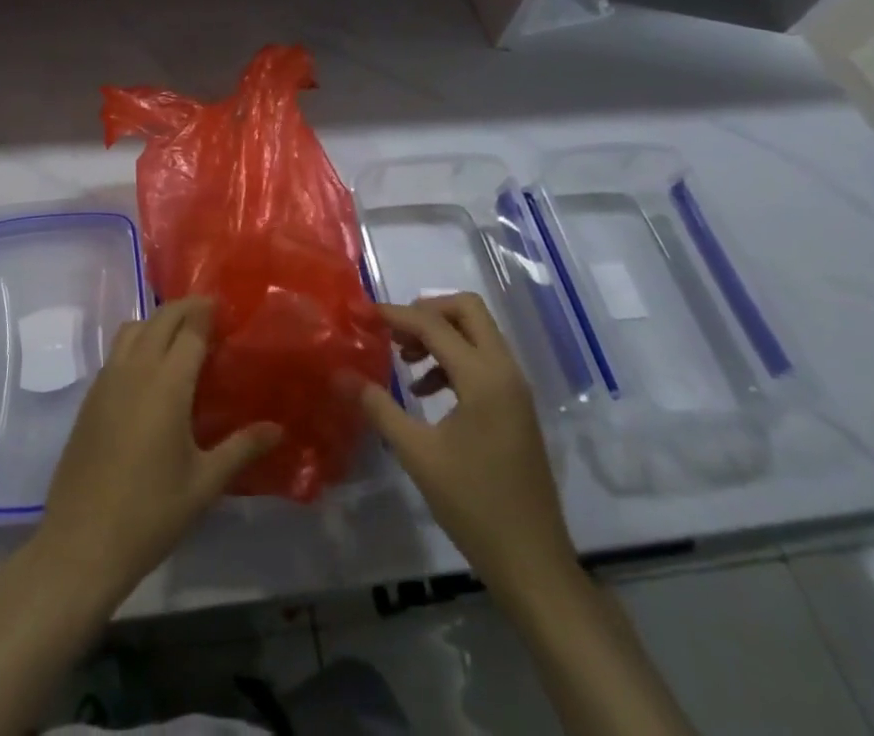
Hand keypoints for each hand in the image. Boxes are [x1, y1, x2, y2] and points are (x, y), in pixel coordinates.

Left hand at [36, 297, 280, 607]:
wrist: (81, 542)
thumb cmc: (150, 513)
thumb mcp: (204, 484)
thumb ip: (242, 448)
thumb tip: (278, 428)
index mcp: (167, 383)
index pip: (191, 328)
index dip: (209, 312)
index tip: (229, 307)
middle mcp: (136, 369)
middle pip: (162, 318)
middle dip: (187, 308)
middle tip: (212, 314)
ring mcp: (108, 379)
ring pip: (134, 327)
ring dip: (158, 321)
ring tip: (181, 337)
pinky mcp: (91, 396)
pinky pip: (117, 351)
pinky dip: (138, 341)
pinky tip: (151, 369)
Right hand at [357, 295, 577, 612]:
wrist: (532, 563)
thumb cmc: (473, 505)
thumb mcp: (417, 454)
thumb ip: (379, 407)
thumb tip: (341, 374)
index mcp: (483, 377)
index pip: (434, 324)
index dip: (397, 315)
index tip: (364, 315)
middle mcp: (505, 371)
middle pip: (467, 310)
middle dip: (427, 312)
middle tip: (394, 332)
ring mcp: (515, 389)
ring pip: (477, 333)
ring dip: (440, 335)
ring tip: (403, 361)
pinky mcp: (516, 406)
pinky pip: (483, 359)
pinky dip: (453, 358)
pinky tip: (425, 391)